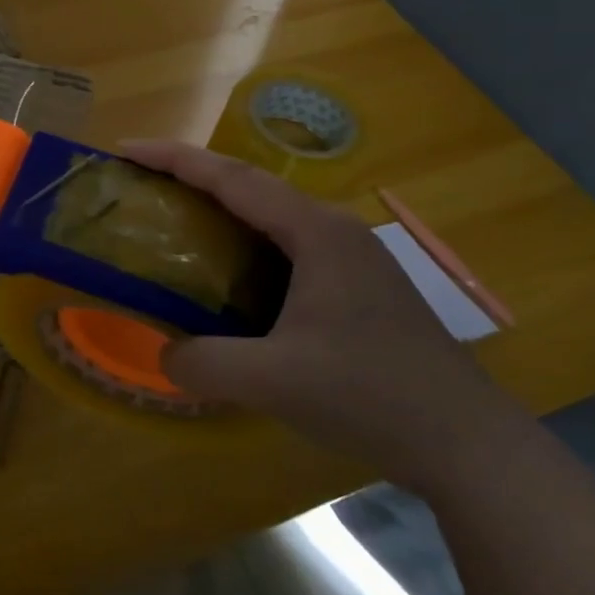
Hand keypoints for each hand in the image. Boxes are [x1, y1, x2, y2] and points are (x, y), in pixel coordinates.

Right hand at [120, 140, 532, 493]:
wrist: (469, 444)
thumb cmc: (371, 396)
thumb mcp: (273, 382)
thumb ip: (203, 363)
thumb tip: (165, 352)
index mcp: (315, 233)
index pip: (232, 179)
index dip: (174, 159)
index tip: (125, 149)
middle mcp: (334, 231)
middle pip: (251, 187)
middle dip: (191, 178)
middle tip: (140, 185)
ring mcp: (351, 258)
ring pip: (270, 217)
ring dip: (219, 211)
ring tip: (172, 222)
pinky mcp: (357, 287)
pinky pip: (286, 248)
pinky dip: (243, 246)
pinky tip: (226, 275)